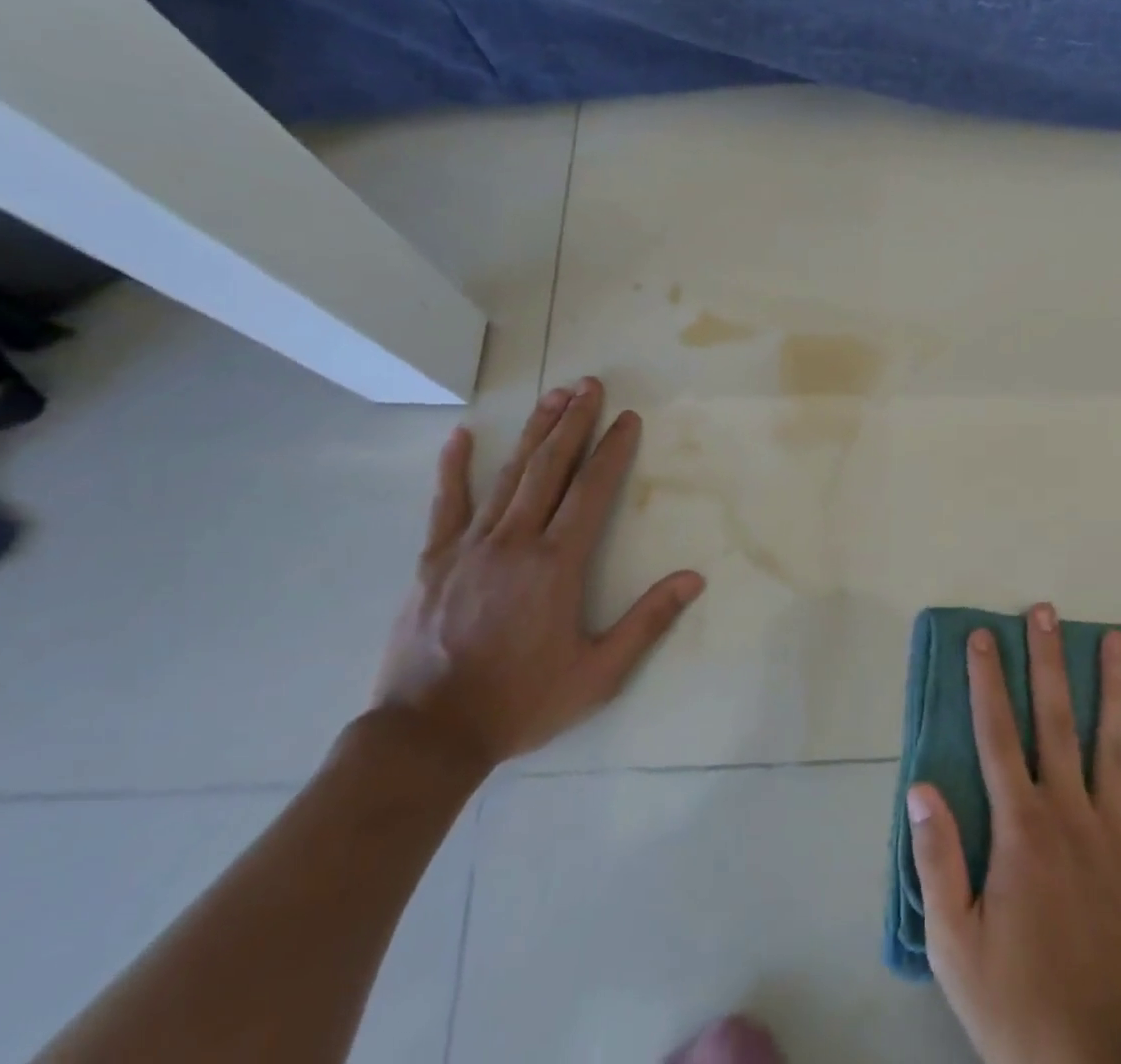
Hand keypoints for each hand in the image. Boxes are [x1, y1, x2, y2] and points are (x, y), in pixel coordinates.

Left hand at [372, 378, 703, 770]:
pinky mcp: (433, 559)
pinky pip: (446, 503)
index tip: (627, 418)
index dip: (612, 450)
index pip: (591, 491)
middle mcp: (514, 541)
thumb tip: (693, 579)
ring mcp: (469, 546)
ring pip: (508, 475)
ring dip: (534, 431)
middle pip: (549, 468)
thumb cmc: (520, 702)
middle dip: (573, 422)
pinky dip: (454, 467)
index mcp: (555, 564)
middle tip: (590, 385)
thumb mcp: (597, 674)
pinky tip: (461, 435)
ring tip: (553, 395)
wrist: (427, 736)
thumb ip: (646, 622)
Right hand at [907, 604, 1120, 1063]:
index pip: (996, 733)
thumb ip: (937, 860)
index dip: (987, 680)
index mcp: (1019, 826)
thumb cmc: (1019, 1005)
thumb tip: (922, 786)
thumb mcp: (955, 944)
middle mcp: (1070, 811)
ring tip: (1116, 639)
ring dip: (1115, 685)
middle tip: (1047, 611)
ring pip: (1116, 741)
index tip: (983, 636)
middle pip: (1056, 718)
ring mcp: (1119, 831)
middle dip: (1048, 660)